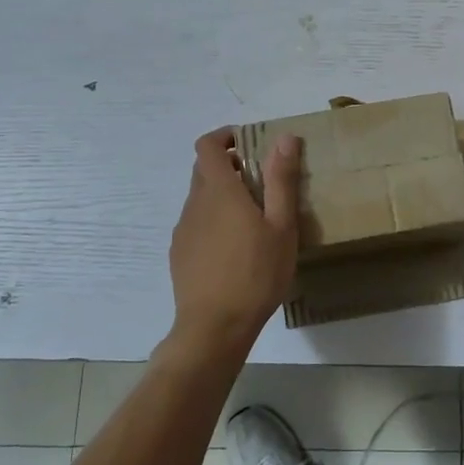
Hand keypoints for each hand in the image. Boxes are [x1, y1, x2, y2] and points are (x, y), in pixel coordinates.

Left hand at [168, 128, 300, 356]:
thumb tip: (283, 138)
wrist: (214, 328)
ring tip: (253, 219)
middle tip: (261, 182)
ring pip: (200, 198)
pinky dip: (214, 220)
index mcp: (219, 191)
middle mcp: (195, 204)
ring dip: (222, 195)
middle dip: (229, 166)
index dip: (224, 137)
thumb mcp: (281, 226)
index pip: (207, 146)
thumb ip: (281, 179)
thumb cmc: (256, 273)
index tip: (248, 143)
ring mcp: (183, 230)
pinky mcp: (180, 253)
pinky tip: (235, 249)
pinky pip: (196, 223)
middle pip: (204, 170)